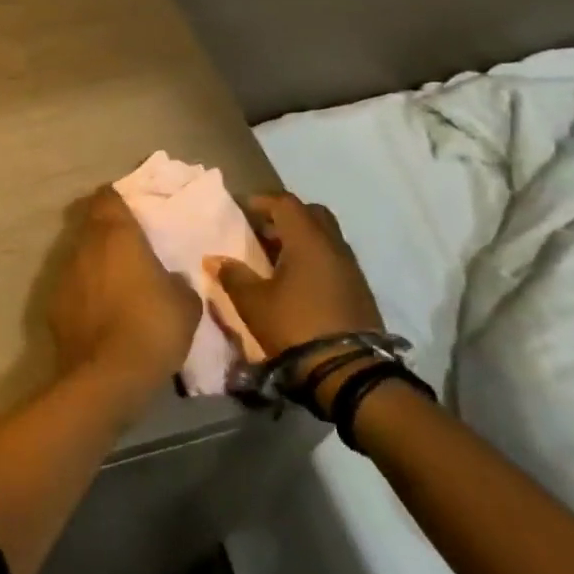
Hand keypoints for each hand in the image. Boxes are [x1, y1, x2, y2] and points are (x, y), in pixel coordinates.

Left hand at [48, 189, 199, 398]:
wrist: (107, 376)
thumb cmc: (152, 327)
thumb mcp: (185, 303)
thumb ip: (177, 281)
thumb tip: (170, 279)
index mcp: (115, 234)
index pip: (108, 197)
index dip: (118, 200)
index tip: (132, 210)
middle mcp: (84, 246)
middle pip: (91, 224)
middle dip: (107, 232)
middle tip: (130, 247)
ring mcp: (64, 274)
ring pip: (80, 256)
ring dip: (95, 264)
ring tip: (118, 284)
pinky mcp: (53, 304)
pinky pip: (73, 288)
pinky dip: (85, 293)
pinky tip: (101, 314)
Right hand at [207, 194, 381, 377]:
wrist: (349, 372)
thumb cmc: (296, 326)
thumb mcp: (254, 302)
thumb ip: (233, 275)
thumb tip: (214, 259)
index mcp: (308, 240)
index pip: (285, 203)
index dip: (261, 201)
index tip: (241, 208)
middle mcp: (333, 246)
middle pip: (311, 214)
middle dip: (286, 216)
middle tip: (262, 230)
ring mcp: (350, 268)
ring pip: (325, 237)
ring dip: (301, 239)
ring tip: (275, 258)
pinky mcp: (359, 291)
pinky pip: (333, 259)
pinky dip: (314, 259)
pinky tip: (297, 281)